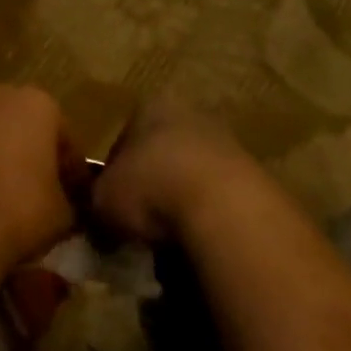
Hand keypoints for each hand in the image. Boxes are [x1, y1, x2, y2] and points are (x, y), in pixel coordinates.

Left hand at [0, 84, 78, 264]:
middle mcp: (3, 98)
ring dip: (9, 164)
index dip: (74, 174)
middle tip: (48, 196)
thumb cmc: (23, 206)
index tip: (77, 201)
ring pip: (0, 141)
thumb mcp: (65, 213)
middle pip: (30, 132)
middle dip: (39, 159)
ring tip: (17, 204)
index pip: (68, 140)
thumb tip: (69, 207)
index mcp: (40, 104)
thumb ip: (71, 202)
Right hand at [93, 92, 257, 243]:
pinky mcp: (254, 177)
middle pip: (162, 153)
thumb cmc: (150, 187)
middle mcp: (191, 114)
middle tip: (140, 222)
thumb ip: (96, 202)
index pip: (124, 137)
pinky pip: (219, 200)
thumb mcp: (102, 200)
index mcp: (151, 106)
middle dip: (152, 185)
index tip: (111, 204)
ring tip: (169, 240)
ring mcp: (227, 143)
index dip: (115, 173)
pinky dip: (208, 218)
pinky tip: (199, 243)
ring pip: (192, 176)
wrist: (223, 208)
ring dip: (182, 202)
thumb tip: (98, 213)